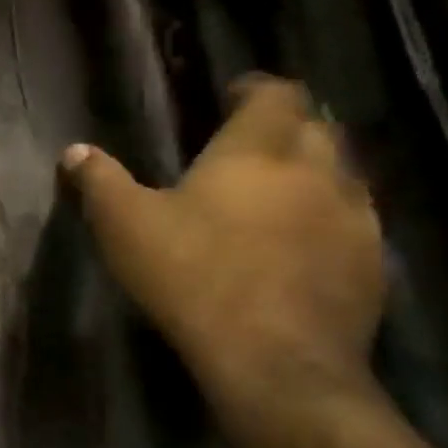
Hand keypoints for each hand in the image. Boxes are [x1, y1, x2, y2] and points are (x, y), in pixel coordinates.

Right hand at [63, 77, 385, 408]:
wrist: (274, 359)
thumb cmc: (190, 274)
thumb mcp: (122, 223)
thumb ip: (99, 180)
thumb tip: (76, 150)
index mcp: (256, 152)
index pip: (276, 96)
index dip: (256, 89)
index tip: (231, 94)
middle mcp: (316, 173)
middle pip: (316, 128)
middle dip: (285, 125)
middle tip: (245, 140)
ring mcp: (355, 219)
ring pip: (342, 173)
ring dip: (310, 170)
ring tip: (272, 188)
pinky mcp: (372, 264)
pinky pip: (353, 220)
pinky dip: (325, 215)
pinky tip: (295, 239)